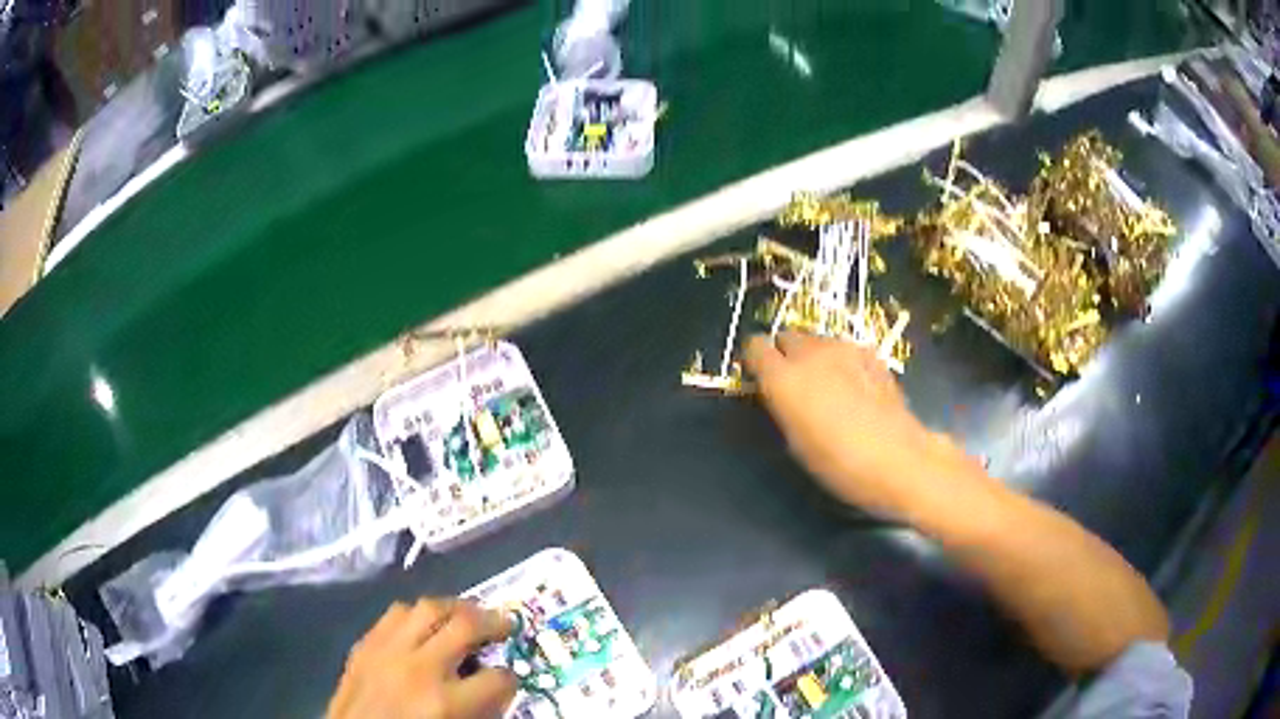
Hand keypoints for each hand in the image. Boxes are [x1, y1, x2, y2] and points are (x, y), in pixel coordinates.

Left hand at [328, 599, 516, 718]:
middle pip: (465, 626)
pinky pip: (394, 614)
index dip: (510, 678)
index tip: (510, 678)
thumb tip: (495, 688)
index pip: (498, 679)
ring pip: (427, 608)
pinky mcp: (363, 645)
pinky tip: (423, 623)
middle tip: (504, 624)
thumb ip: (477, 709)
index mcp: (446, 702)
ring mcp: (387, 651)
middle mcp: (419, 668)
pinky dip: (415, 614)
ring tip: (466, 614)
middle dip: (493, 622)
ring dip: (454, 607)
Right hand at [744, 333, 971, 514]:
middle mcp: (810, 353)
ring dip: (813, 355)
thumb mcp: (795, 441)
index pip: (755, 347)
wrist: (897, 458)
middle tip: (795, 383)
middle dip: (785, 354)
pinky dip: (841, 360)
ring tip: (827, 385)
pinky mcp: (870, 352)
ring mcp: (843, 348)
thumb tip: (779, 392)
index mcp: (783, 378)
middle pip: (786, 336)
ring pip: (816, 339)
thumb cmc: (838, 463)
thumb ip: (782, 405)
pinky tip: (855, 386)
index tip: (761, 378)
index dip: (756, 361)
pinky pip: (843, 348)